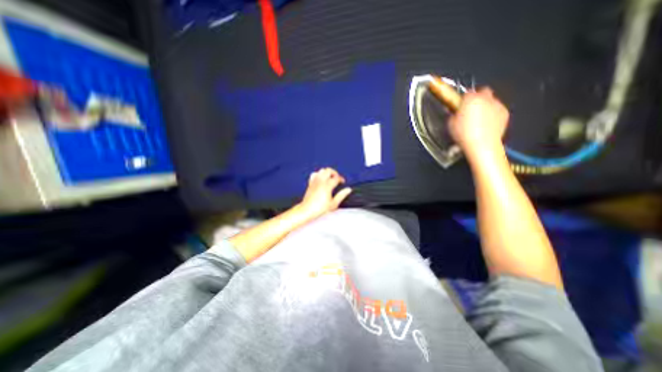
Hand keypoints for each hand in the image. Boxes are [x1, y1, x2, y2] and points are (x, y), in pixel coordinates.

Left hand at [297, 167, 353, 221]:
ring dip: (327, 172)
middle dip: (334, 173)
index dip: (341, 179)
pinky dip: (318, 174)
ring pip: (321, 170)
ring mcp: (315, 181)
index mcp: (327, 186)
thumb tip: (348, 190)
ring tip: (330, 178)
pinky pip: (314, 174)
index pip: (336, 177)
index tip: (342, 182)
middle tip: (337, 178)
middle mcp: (320, 181)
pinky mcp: (310, 183)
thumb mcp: (333, 204)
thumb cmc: (319, 208)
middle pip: (329, 170)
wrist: (307, 210)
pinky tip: (321, 179)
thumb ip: (341, 195)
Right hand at [447, 87, 507, 156]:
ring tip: (479, 119)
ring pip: (491, 101)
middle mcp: (486, 98)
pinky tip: (487, 124)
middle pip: (483, 91)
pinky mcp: (505, 113)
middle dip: (478, 97)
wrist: (482, 145)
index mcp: (471, 99)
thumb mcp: (450, 124)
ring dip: (485, 106)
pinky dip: (492, 113)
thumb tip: (455, 112)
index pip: (467, 92)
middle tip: (470, 109)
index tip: (460, 106)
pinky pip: (497, 109)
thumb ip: (453, 114)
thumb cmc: (463, 134)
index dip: (463, 99)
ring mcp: (498, 105)